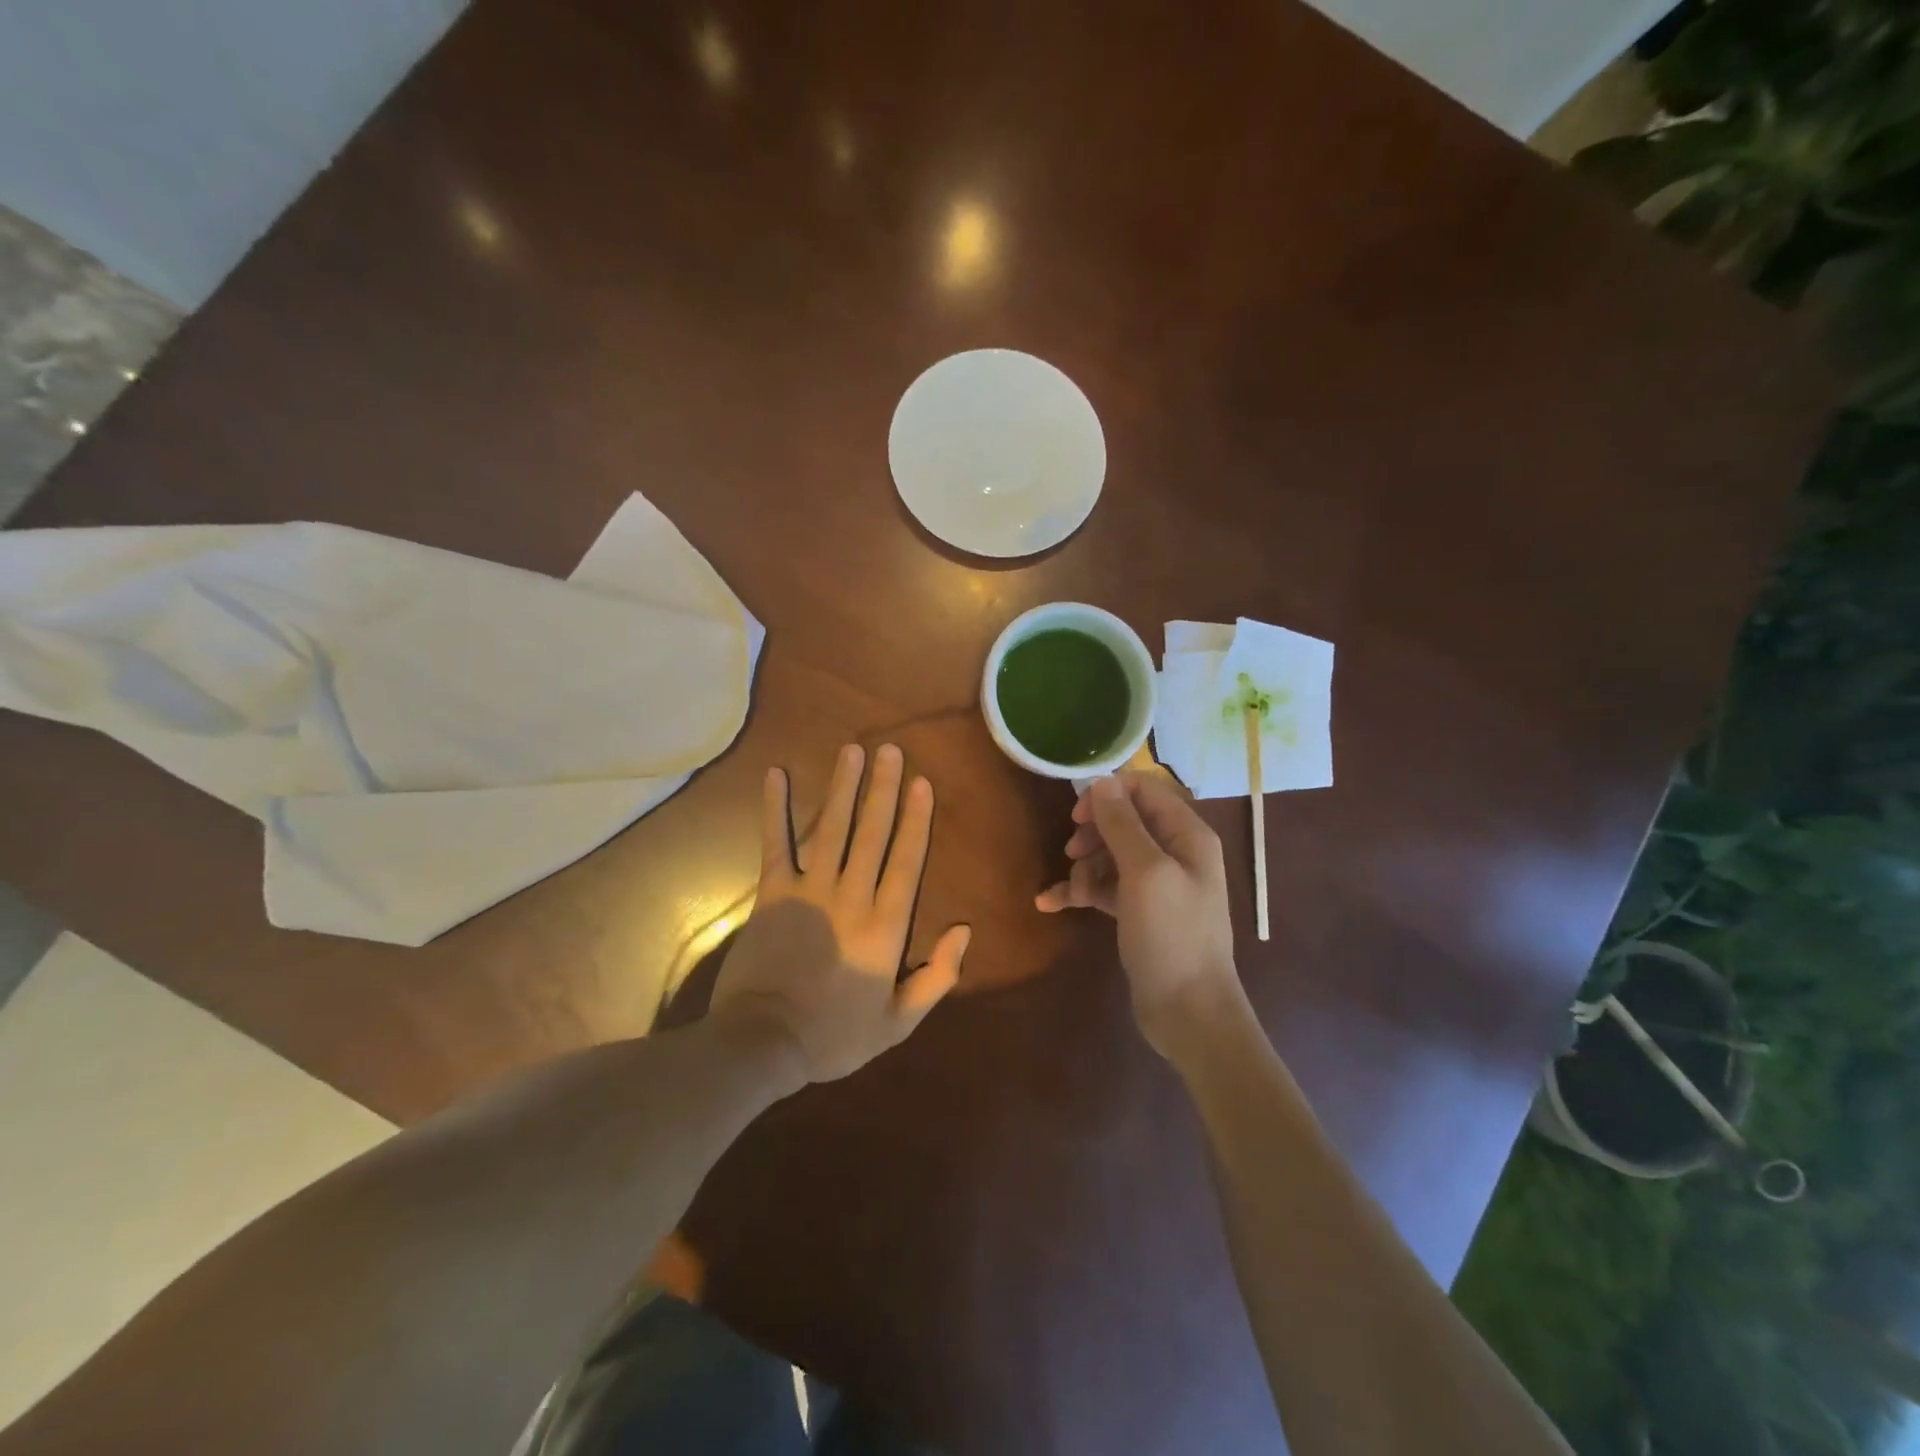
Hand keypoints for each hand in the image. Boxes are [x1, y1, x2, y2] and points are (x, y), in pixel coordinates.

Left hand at [711, 743, 969, 1083]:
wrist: (763, 1043)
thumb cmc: (834, 1035)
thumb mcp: (898, 1022)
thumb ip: (937, 977)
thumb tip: (964, 930)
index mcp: (885, 925)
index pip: (906, 861)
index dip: (915, 819)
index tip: (922, 782)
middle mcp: (852, 896)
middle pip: (872, 833)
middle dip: (883, 789)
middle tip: (891, 750)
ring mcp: (810, 890)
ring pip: (832, 828)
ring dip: (843, 787)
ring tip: (853, 750)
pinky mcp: (772, 892)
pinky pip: (776, 843)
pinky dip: (776, 808)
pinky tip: (777, 775)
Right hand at [1036, 772, 1244, 1060]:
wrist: (1188, 1012)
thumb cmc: (1172, 935)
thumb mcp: (1145, 873)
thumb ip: (1123, 824)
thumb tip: (1102, 780)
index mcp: (1187, 835)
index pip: (1144, 790)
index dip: (1108, 795)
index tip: (1078, 815)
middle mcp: (1175, 853)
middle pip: (1124, 822)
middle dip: (1093, 834)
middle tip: (1072, 852)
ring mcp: (1157, 884)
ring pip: (1110, 855)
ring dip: (1084, 868)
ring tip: (1074, 894)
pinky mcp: (1140, 912)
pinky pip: (1104, 888)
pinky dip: (1080, 892)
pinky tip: (1050, 903)